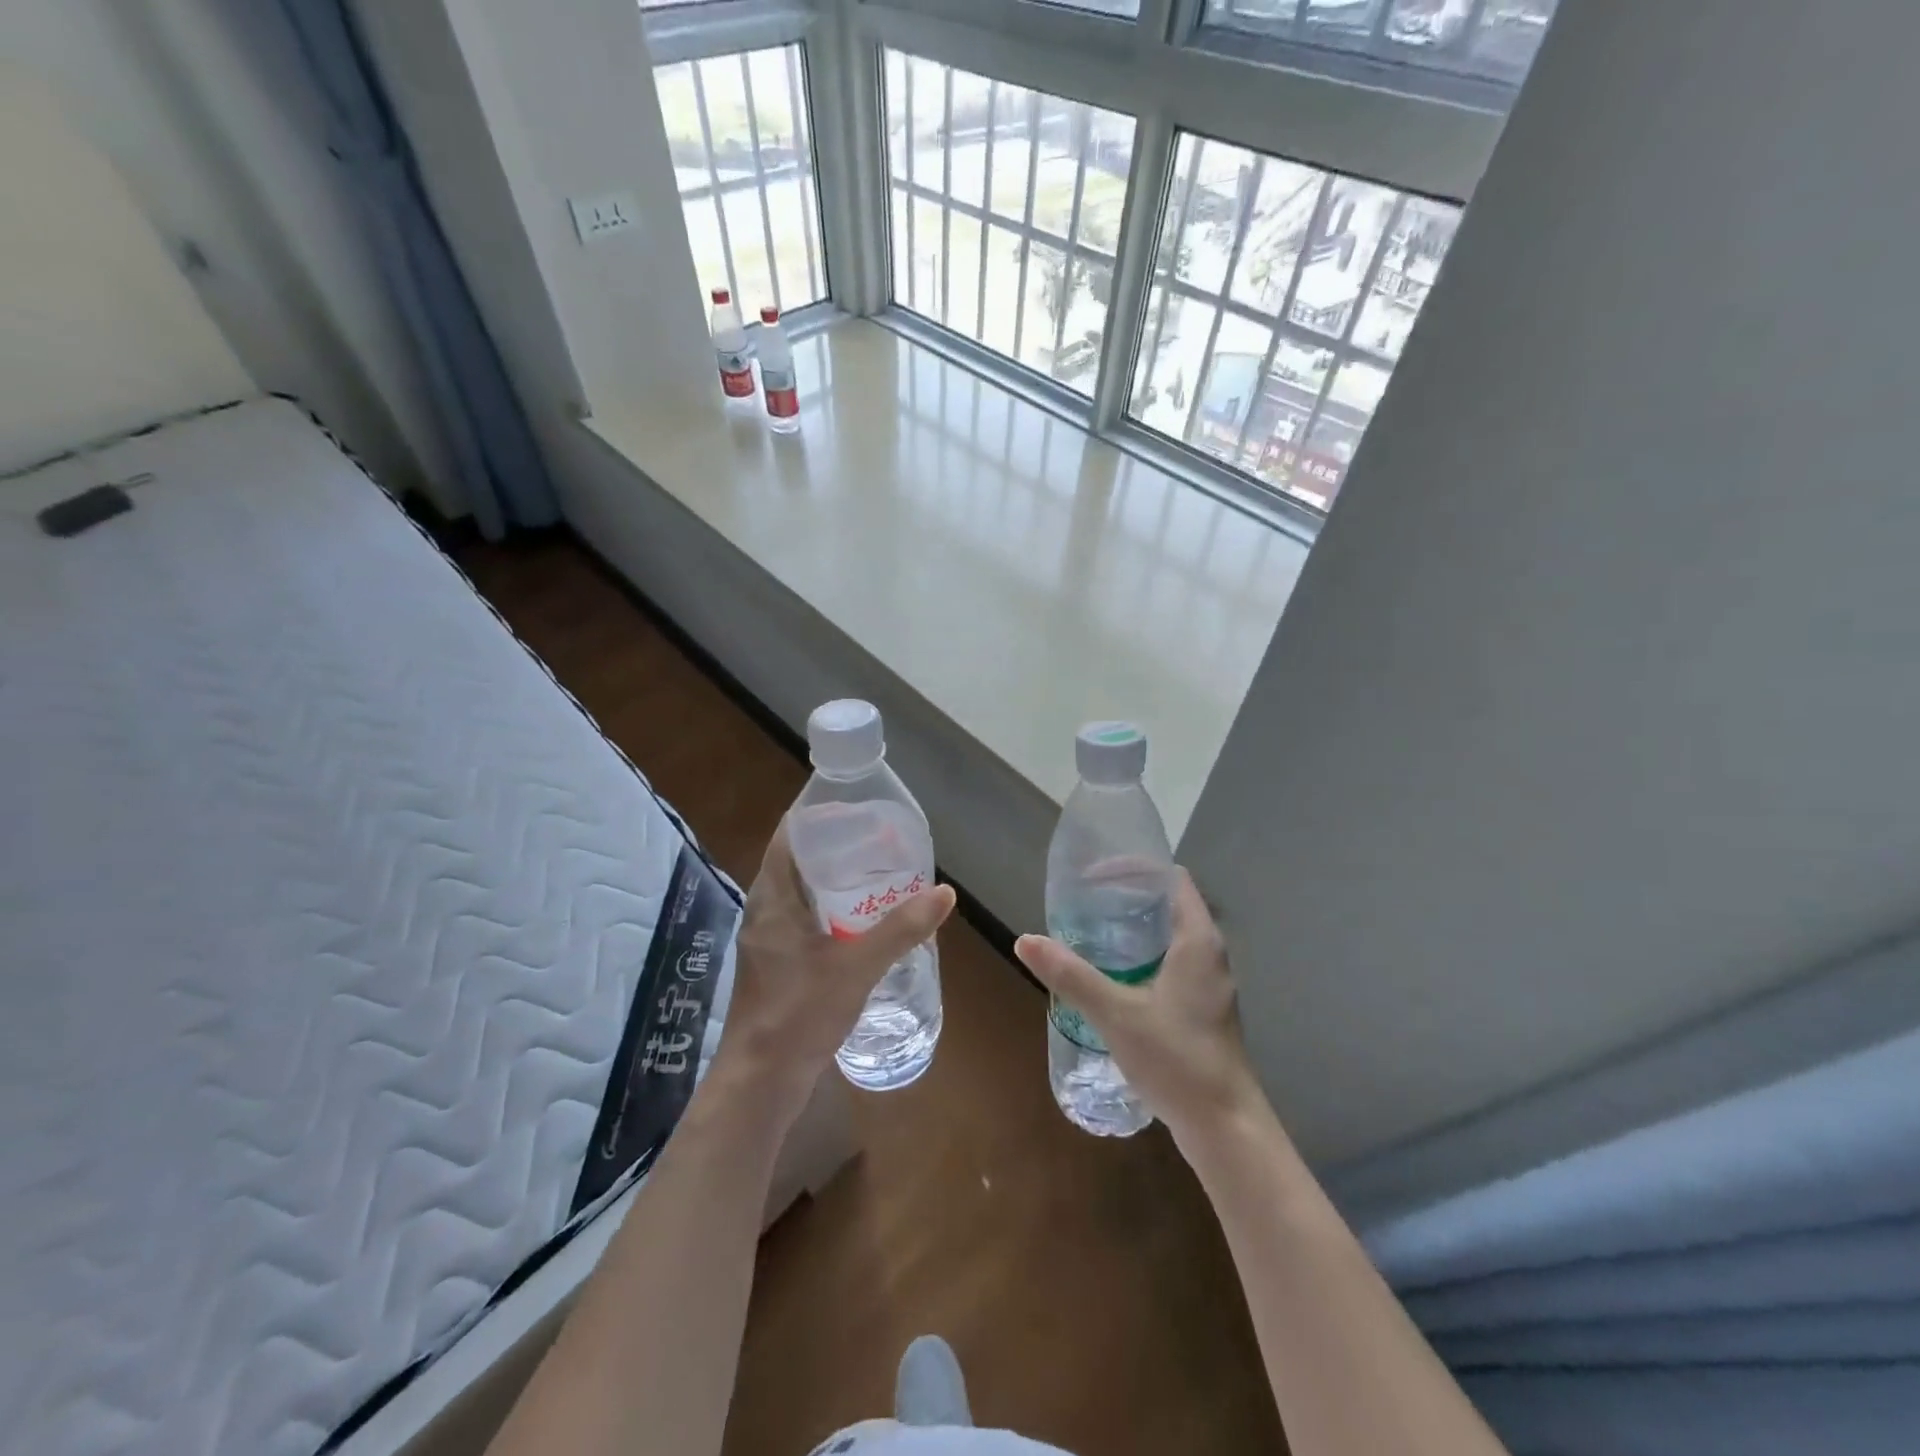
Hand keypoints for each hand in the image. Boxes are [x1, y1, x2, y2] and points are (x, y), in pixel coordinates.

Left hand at [713, 820, 955, 1125]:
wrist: (761, 1082)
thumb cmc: (799, 1012)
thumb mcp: (856, 967)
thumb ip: (900, 929)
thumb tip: (944, 892)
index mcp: (771, 899)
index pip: (788, 838)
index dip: (818, 818)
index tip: (856, 811)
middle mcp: (763, 912)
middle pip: (797, 864)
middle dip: (835, 850)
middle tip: (878, 842)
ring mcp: (767, 941)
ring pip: (800, 896)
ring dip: (833, 884)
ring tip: (877, 877)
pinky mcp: (775, 966)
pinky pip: (803, 923)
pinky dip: (830, 914)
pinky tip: (861, 926)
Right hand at [1014, 870, 1263, 1148]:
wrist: (1225, 1129)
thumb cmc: (1178, 1060)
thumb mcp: (1117, 1014)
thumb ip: (1071, 976)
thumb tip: (1025, 940)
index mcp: (1198, 940)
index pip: (1172, 879)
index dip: (1136, 868)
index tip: (1095, 875)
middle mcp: (1209, 954)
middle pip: (1170, 904)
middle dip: (1128, 897)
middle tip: (1084, 901)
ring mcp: (1209, 984)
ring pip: (1170, 936)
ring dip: (1135, 928)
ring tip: (1091, 931)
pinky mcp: (1203, 1009)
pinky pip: (1171, 963)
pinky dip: (1143, 956)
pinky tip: (1113, 976)